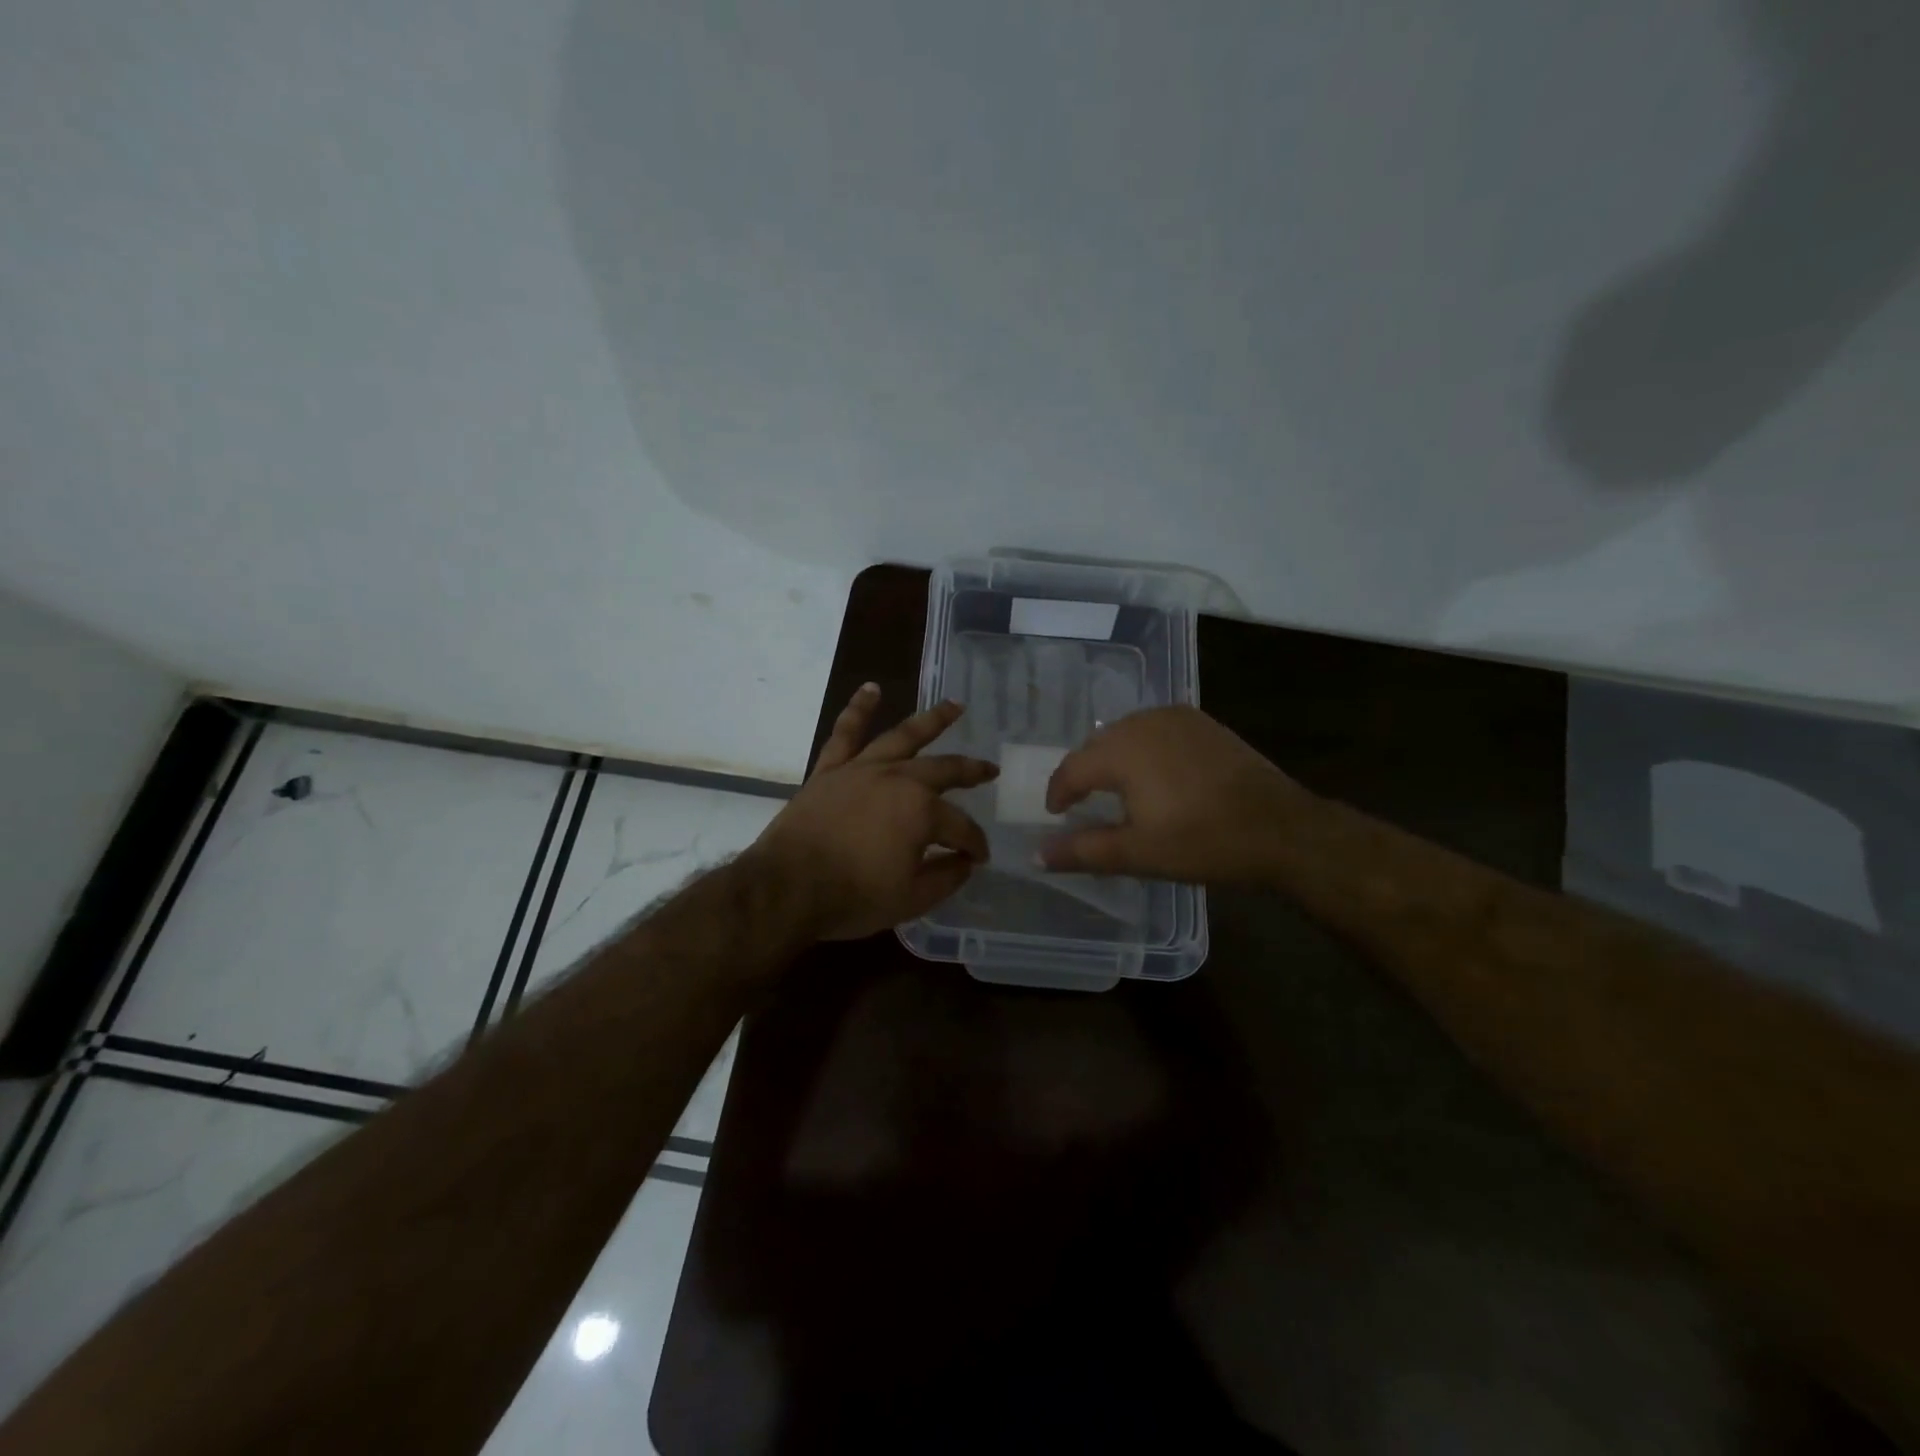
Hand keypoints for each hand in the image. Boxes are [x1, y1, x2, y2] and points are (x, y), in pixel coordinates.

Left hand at [751, 685, 998, 940]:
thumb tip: (965, 862)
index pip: (961, 827)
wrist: (787, 887)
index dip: (974, 844)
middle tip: (990, 769)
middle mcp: (898, 780)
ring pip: (903, 736)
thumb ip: (946, 878)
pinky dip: (858, 709)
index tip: (979, 858)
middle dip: (971, 771)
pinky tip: (870, 689)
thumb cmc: (852, 896)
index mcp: (922, 812)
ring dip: (932, 720)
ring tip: (954, 705)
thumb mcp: (911, 899)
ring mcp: (862, 769)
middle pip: (943, 770)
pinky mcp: (830, 769)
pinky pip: (846, 732)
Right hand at [1039, 706, 1305, 882]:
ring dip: (1114, 758)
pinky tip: (1155, 774)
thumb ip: (1082, 851)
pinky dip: (1143, 749)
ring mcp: (1177, 718)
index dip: (1059, 792)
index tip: (1056, 814)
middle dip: (1084, 773)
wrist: (1281, 828)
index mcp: (1122, 751)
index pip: (1072, 768)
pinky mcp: (1204, 723)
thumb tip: (1037, 855)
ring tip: (1116, 789)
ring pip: (1127, 734)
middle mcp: (1143, 723)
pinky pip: (1156, 730)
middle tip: (1082, 803)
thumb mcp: (1137, 853)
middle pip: (1097, 745)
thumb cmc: (1202, 841)